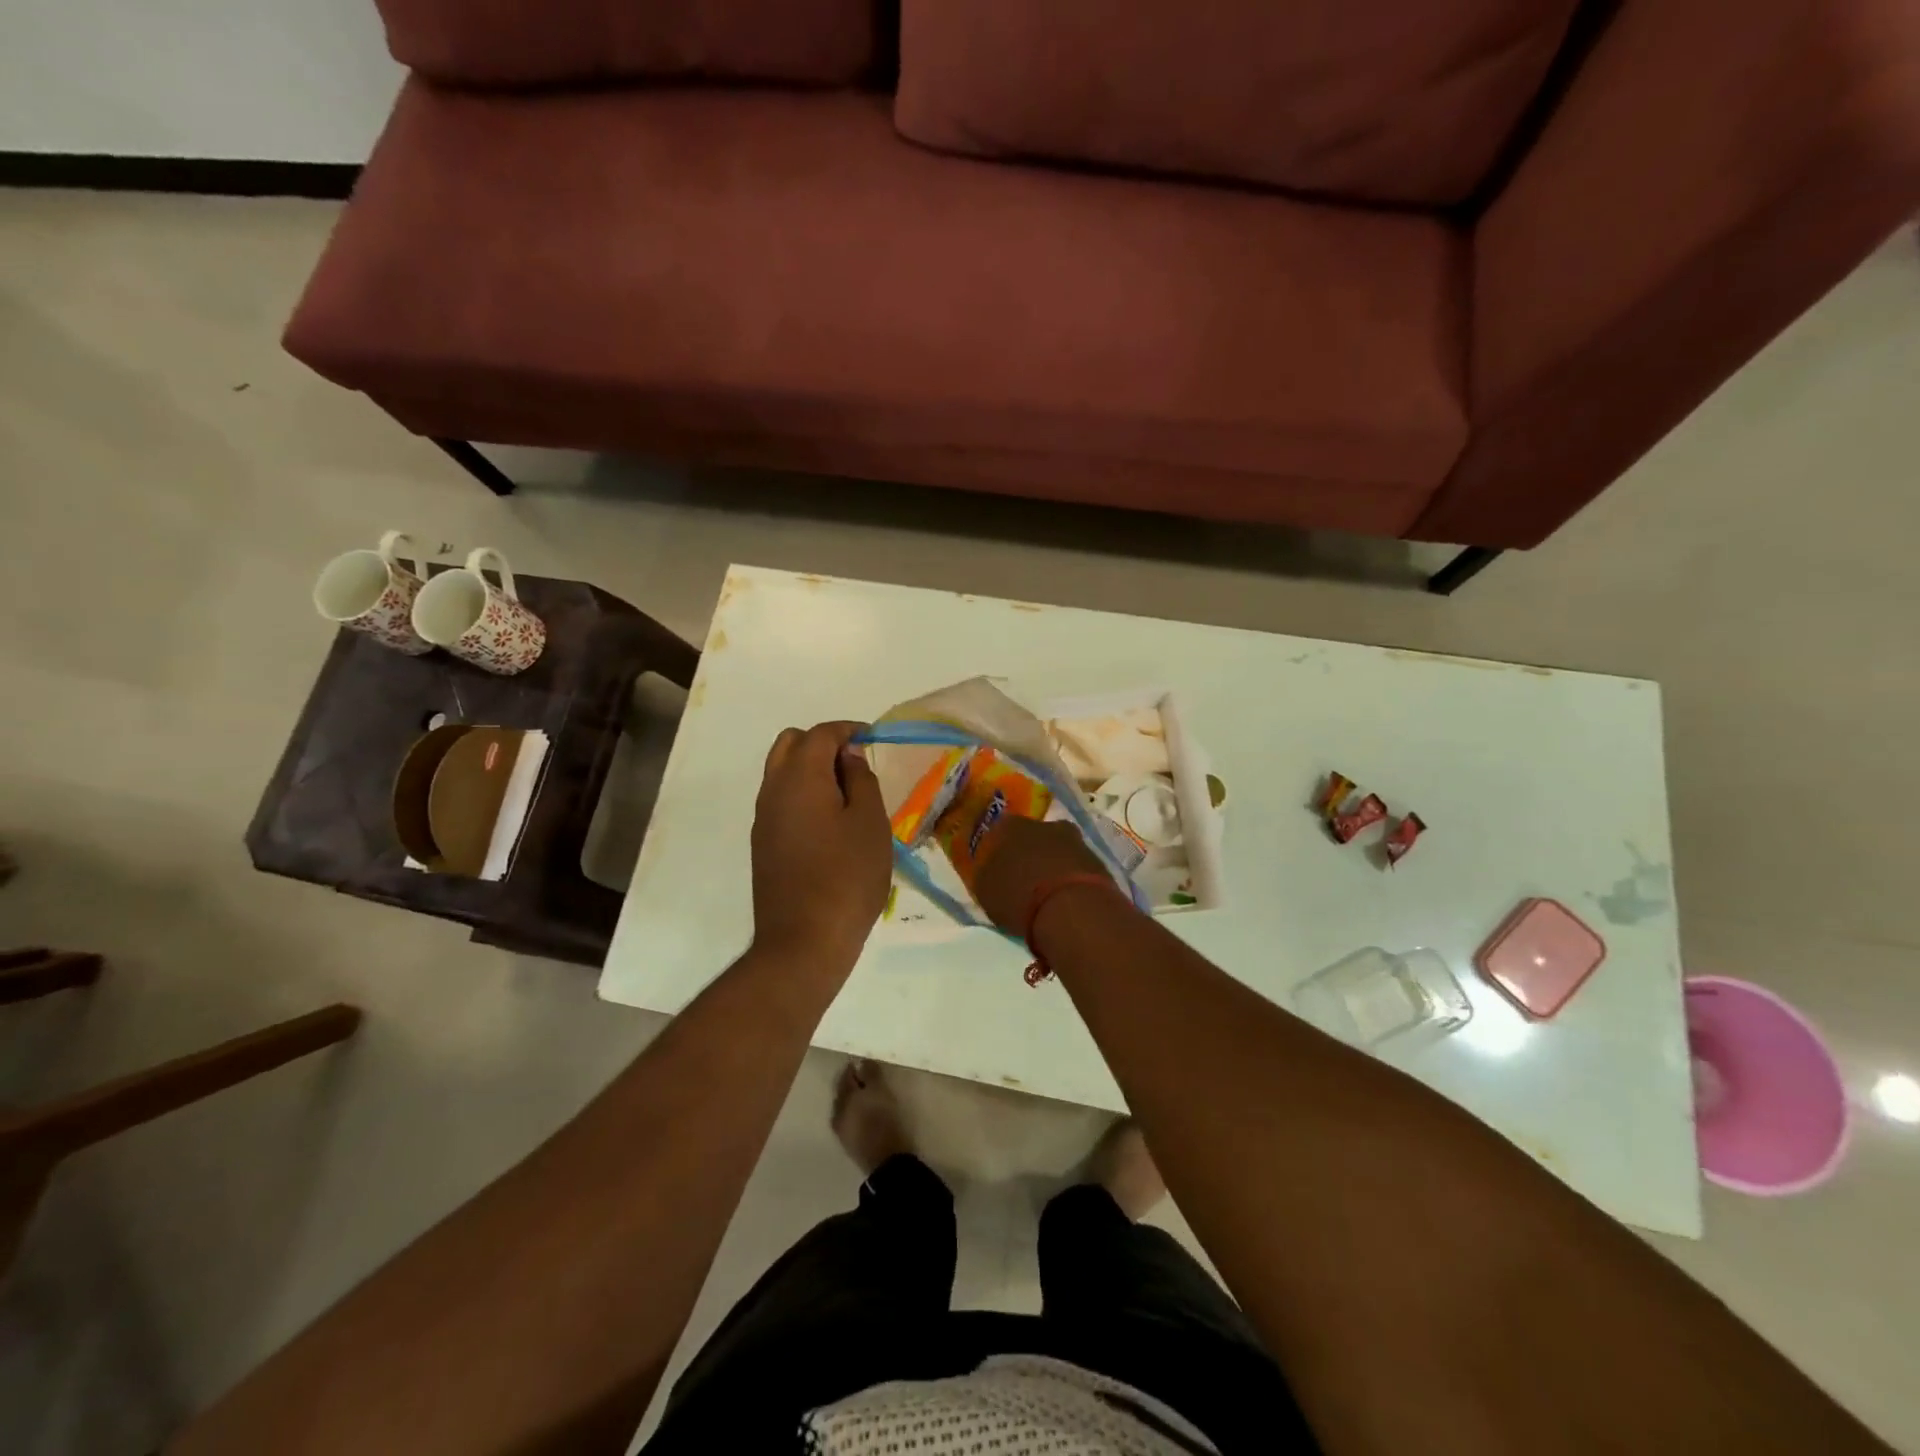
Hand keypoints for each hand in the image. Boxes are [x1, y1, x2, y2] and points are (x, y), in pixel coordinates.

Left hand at [750, 721, 892, 974]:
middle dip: (823, 744)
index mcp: (800, 777)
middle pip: (790, 744)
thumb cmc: (847, 877)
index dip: (847, 730)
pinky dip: (802, 794)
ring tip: (846, 794)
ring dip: (810, 770)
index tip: (871, 738)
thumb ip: (861, 780)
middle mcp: (773, 790)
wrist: (804, 941)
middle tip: (855, 764)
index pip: (820, 734)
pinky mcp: (762, 844)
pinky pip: (780, 800)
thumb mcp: (870, 823)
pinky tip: (828, 822)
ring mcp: (763, 818)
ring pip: (781, 772)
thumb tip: (849, 756)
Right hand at [972, 814, 1112, 933]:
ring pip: (1057, 849)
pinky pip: (1077, 865)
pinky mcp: (1097, 858)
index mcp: (1009, 826)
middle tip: (1024, 879)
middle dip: (1029, 853)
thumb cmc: (1017, 896)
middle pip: (1032, 837)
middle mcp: (1042, 824)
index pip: (999, 831)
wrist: (1070, 908)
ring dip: (1053, 864)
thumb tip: (991, 871)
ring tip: (1048, 893)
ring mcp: (1073, 839)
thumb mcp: (985, 890)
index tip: (997, 867)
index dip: (998, 849)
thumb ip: (987, 874)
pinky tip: (1067, 898)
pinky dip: (1072, 877)